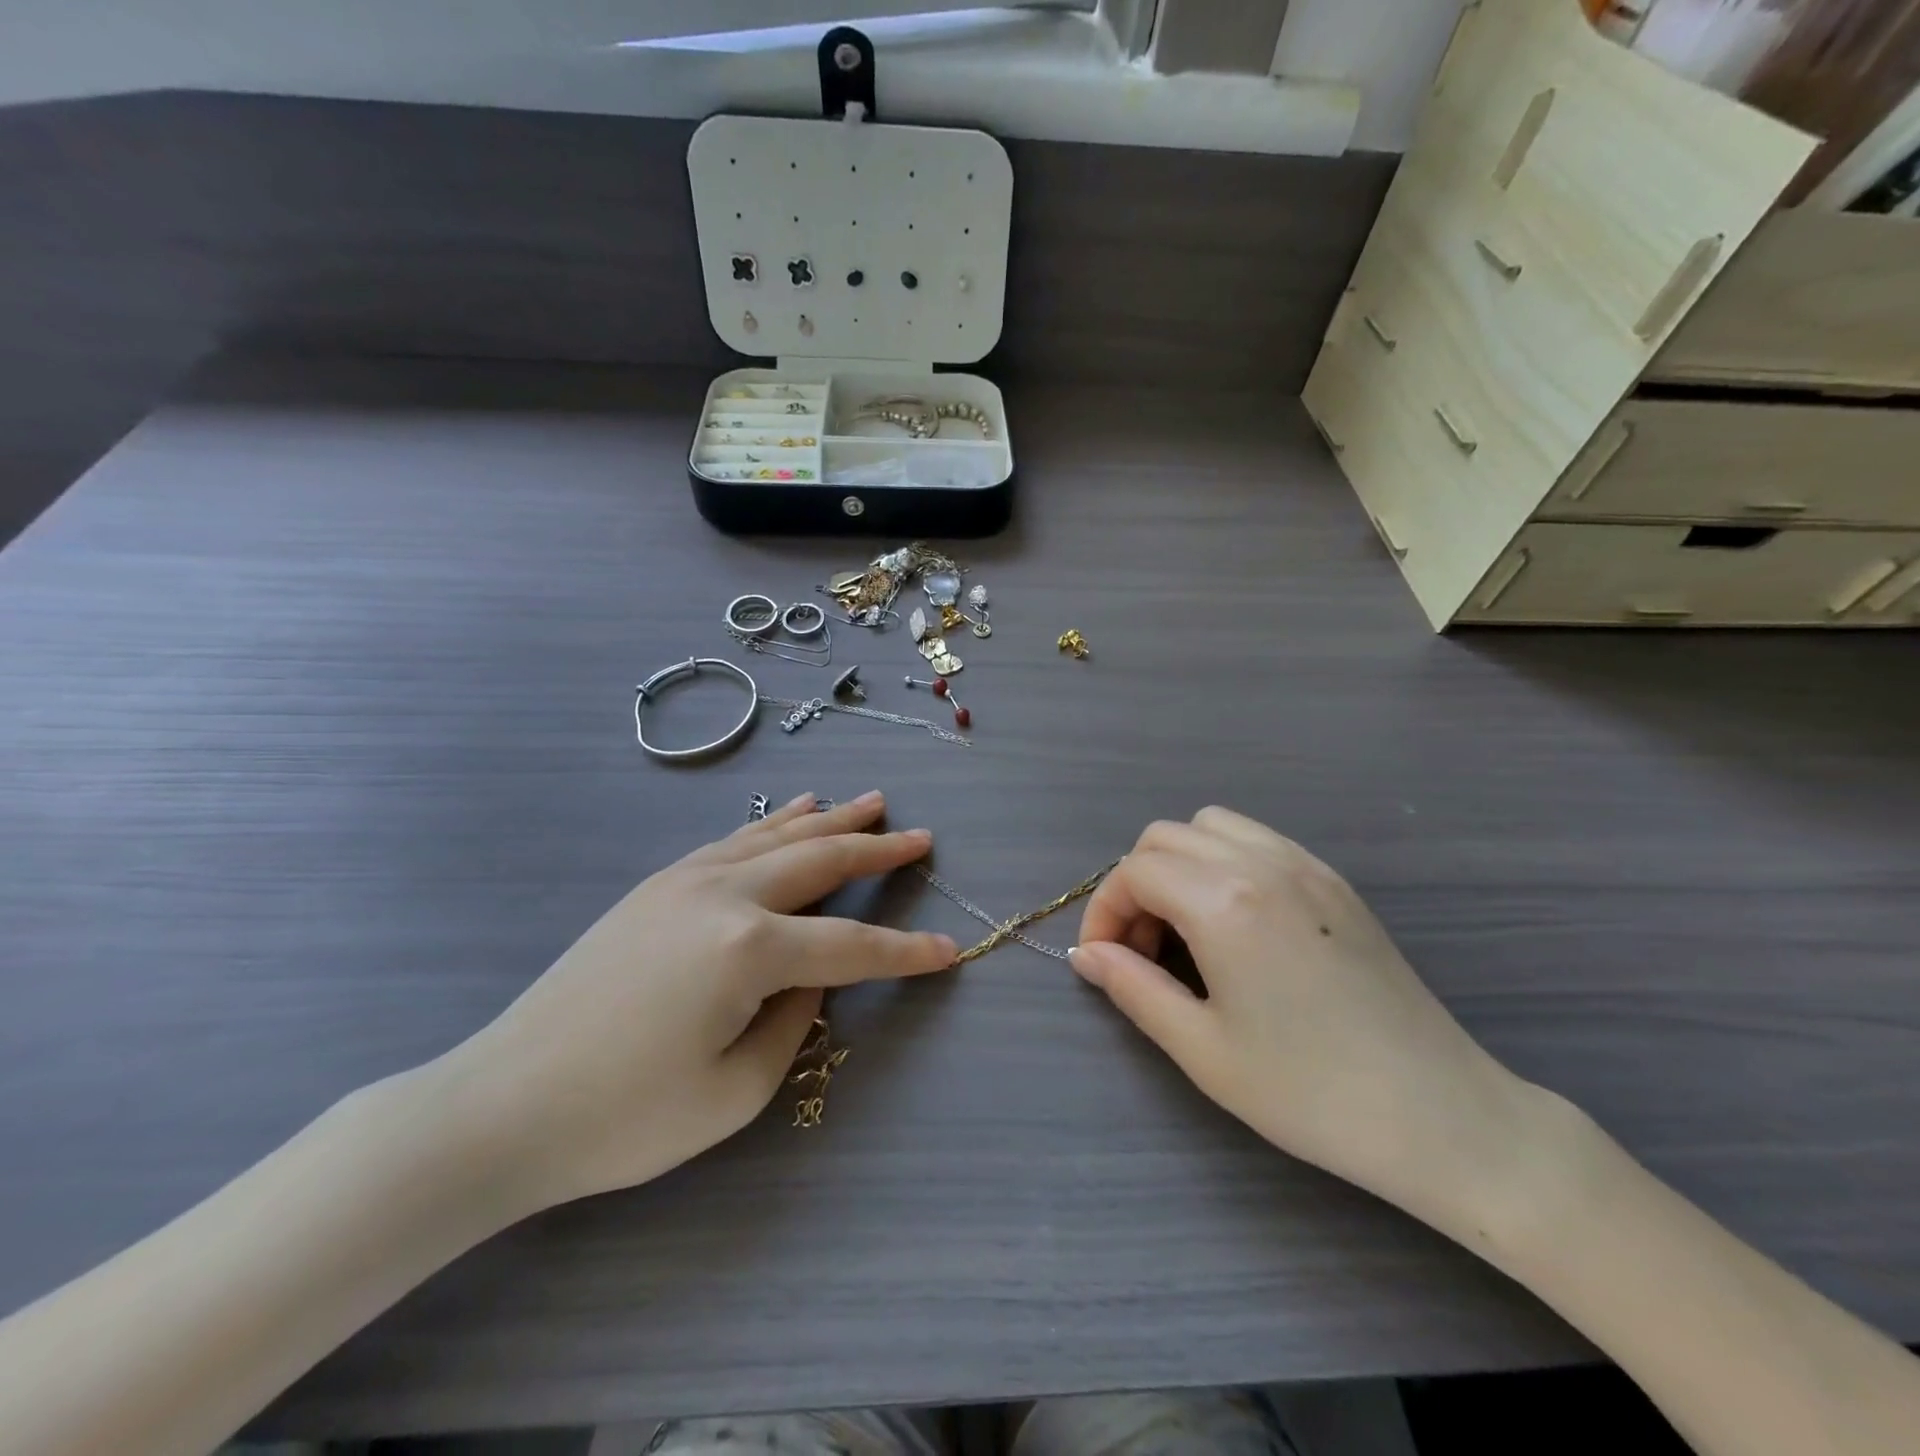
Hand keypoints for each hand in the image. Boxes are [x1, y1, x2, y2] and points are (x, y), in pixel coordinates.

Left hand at [438, 792, 956, 1212]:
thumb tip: (809, 977)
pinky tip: (797, 811)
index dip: (906, 952)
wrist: (502, 1103)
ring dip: (832, 820)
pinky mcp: (658, 885)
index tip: (950, 950)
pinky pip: (735, 840)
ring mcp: (686, 881)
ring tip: (873, 802)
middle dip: (878, 850)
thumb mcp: (736, 1091)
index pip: (852, 947)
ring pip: (779, 837)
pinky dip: (776, 823)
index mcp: (749, 949)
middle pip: (821, 862)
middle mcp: (725, 896)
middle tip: (921, 837)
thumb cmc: (624, 1118)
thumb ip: (794, 1022)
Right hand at [1072, 807, 1536, 1225]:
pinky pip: (1258, 839)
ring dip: (1179, 864)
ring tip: (1186, 928)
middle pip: (1164, 837)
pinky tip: (1236, 922)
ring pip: (1211, 826)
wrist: (1441, 1116)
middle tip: (1143, 950)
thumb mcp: (1202, 1049)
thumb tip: (1088, 955)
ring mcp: (1305, 866)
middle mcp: (1261, 863)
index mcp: (1224, 902)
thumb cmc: (1310, 1091)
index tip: (1105, 961)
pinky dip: (1224, 861)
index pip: (1134, 872)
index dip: (1104, 912)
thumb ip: (1133, 988)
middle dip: (1136, 885)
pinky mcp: (1335, 881)